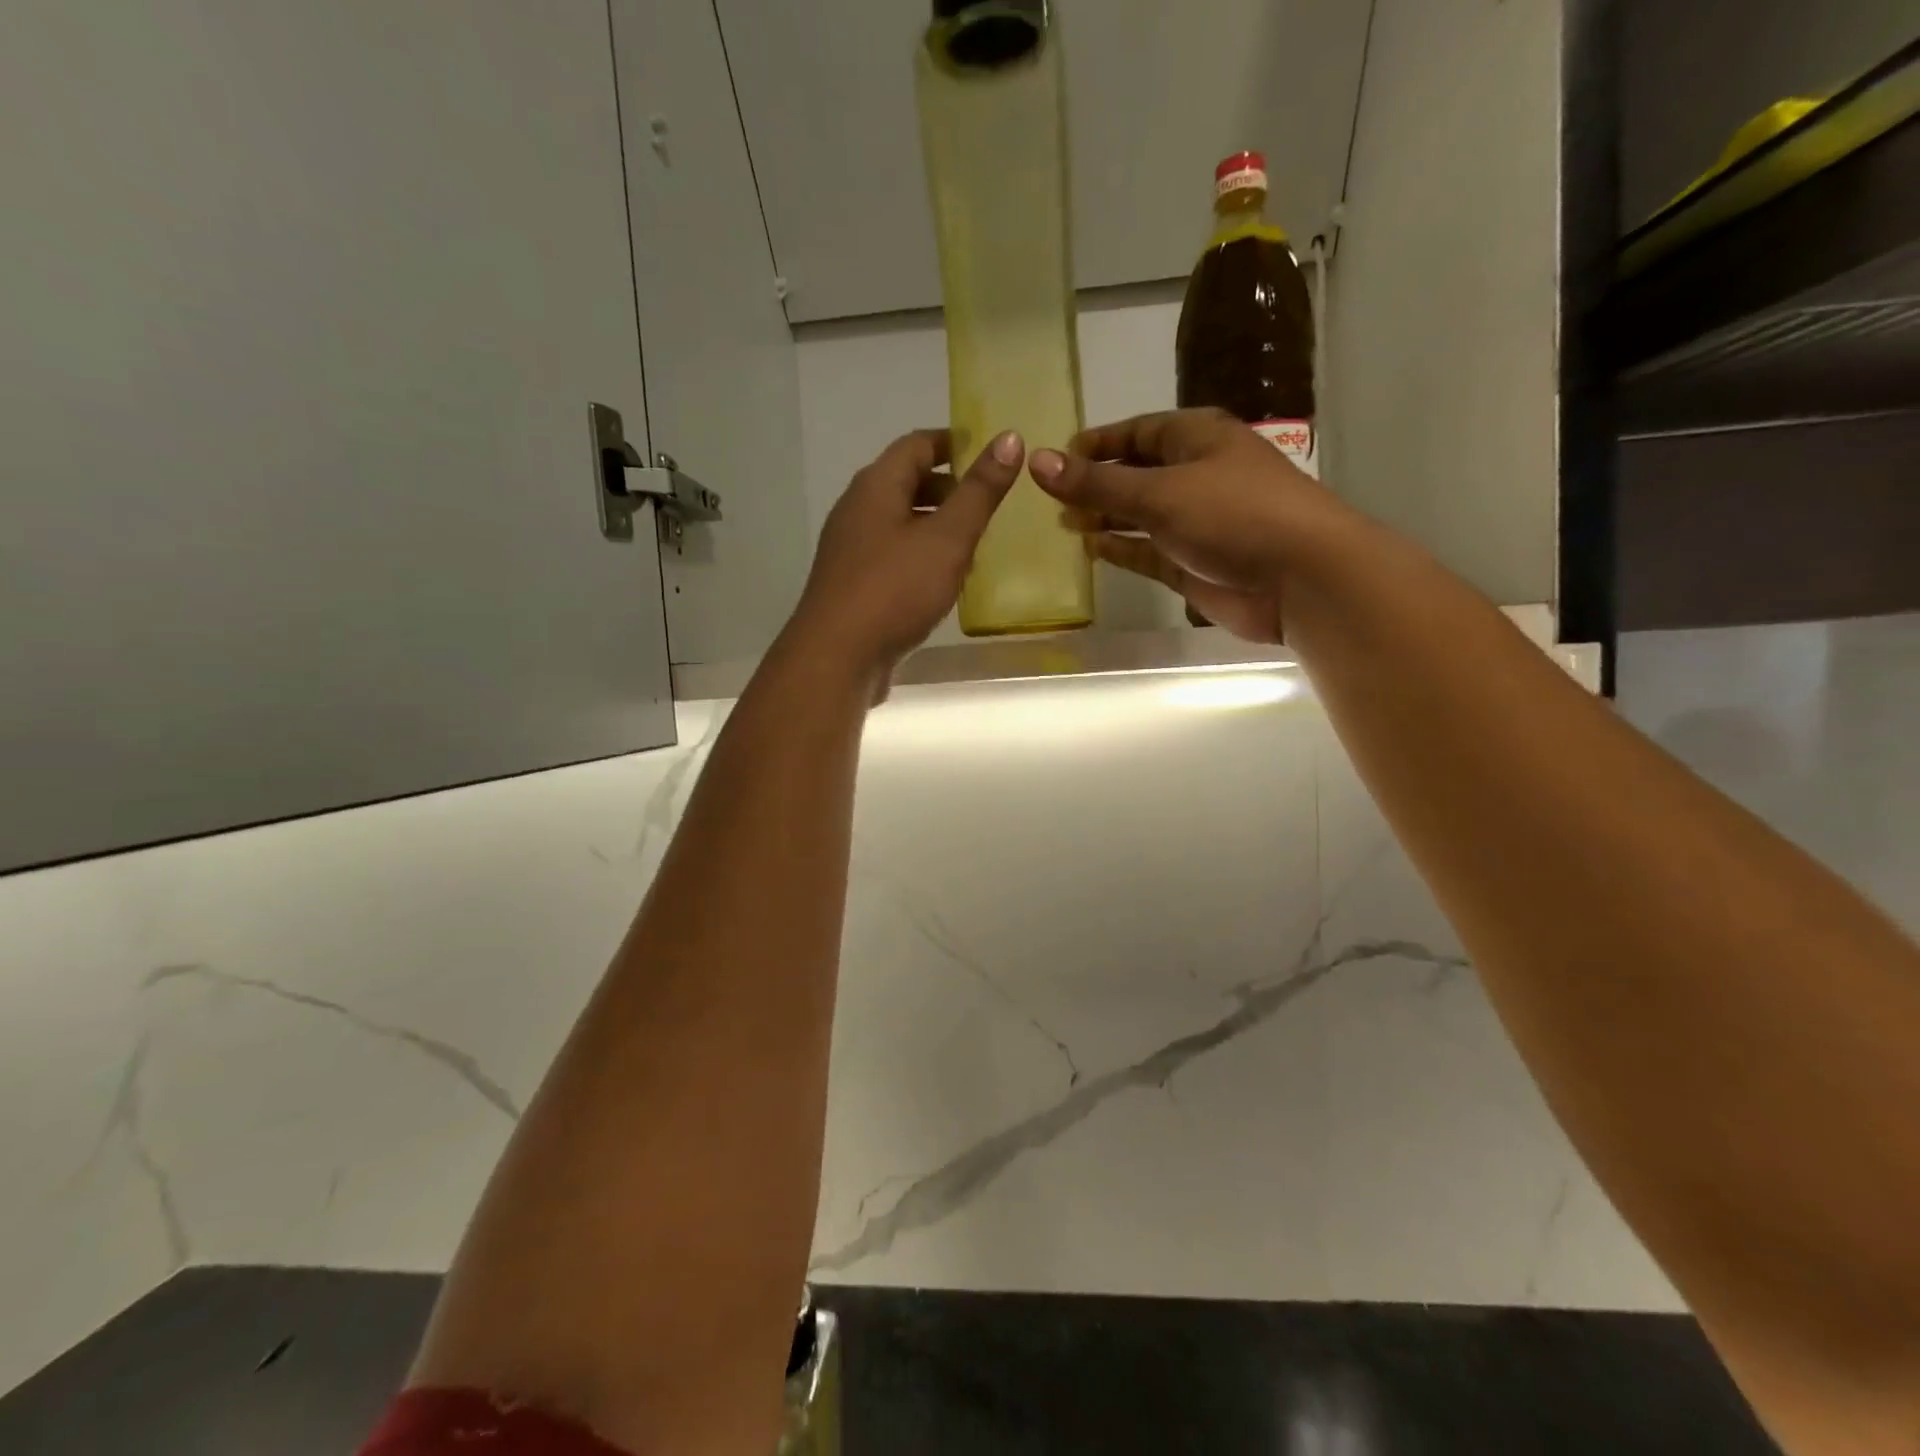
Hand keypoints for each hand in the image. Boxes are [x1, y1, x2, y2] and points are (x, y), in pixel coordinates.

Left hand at [788, 427, 1023, 679]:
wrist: (837, 658)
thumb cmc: (894, 590)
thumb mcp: (947, 538)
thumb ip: (979, 492)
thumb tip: (1009, 437)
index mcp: (875, 487)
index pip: (917, 445)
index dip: (954, 443)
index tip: (990, 454)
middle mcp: (857, 511)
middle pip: (906, 483)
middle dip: (948, 488)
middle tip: (990, 503)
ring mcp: (851, 551)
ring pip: (900, 524)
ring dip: (936, 527)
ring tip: (976, 544)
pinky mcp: (853, 586)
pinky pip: (893, 558)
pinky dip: (921, 558)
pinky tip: (944, 582)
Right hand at [1030, 408, 1342, 643]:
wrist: (1299, 577)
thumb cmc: (1232, 514)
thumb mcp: (1158, 492)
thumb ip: (1097, 483)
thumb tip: (1037, 462)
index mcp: (1195, 438)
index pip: (1136, 432)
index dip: (1096, 444)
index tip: (1055, 460)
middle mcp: (1196, 475)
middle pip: (1136, 474)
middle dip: (1096, 485)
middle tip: (1051, 499)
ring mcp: (1196, 522)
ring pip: (1140, 516)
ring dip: (1106, 519)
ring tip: (1064, 524)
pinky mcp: (1194, 563)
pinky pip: (1149, 552)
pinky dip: (1123, 550)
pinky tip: (1093, 550)